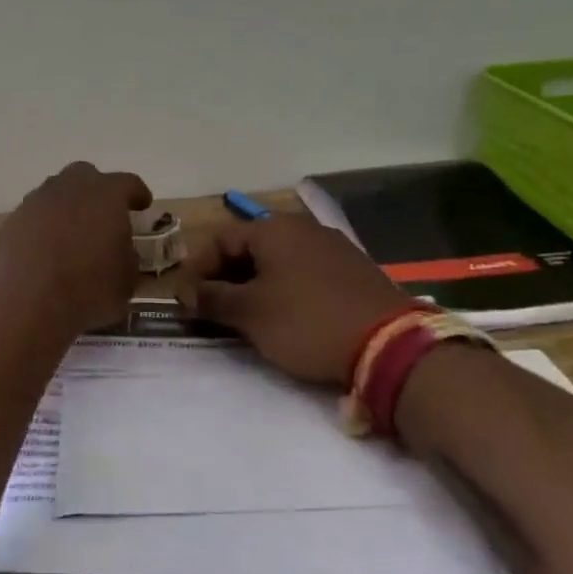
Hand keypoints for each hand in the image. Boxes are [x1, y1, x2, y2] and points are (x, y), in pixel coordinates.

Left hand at [0, 162, 151, 334]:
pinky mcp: (10, 222)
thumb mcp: (126, 280)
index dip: (137, 193)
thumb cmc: (88, 289)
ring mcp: (35, 202)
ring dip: (67, 208)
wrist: (26, 302)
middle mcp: (69, 188)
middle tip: (104, 214)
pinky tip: (47, 249)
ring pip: (55, 194)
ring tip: (73, 234)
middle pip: (85, 176)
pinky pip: (34, 217)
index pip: (127, 183)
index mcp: (106, 194)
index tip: (142, 203)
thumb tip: (120, 252)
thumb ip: (126, 256)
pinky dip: (43, 227)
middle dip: (96, 191)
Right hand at [178, 216, 418, 384]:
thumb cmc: (306, 322)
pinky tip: (283, 316)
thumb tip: (184, 293)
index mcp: (274, 229)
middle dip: (224, 277)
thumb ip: (211, 298)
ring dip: (253, 285)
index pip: (220, 238)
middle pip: (248, 247)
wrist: (388, 345)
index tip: (187, 300)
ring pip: (277, 261)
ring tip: (243, 316)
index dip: (197, 268)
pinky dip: (283, 289)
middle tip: (211, 309)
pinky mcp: (352, 271)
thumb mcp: (250, 313)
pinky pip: (303, 273)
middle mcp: (303, 228)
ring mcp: (332, 248)